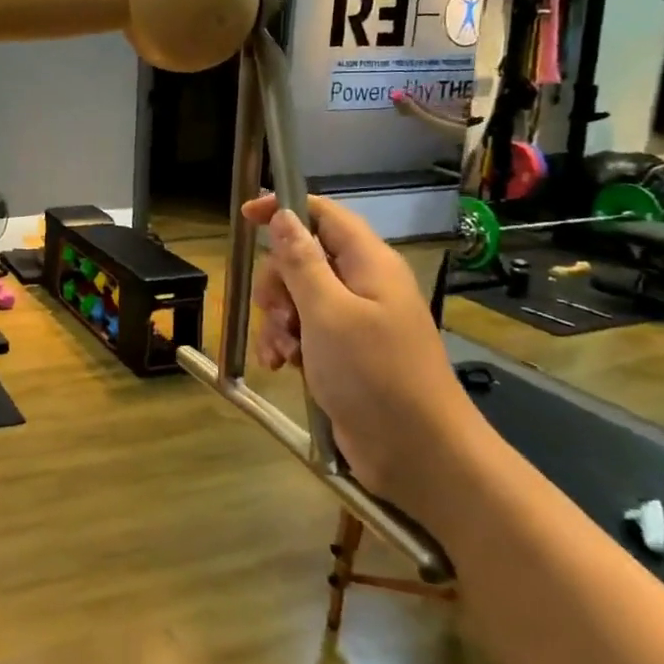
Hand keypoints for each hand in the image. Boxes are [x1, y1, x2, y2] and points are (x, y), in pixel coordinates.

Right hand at [241, 194, 491, 524]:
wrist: (418, 455)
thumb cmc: (375, 375)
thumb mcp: (328, 313)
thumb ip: (301, 262)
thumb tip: (282, 214)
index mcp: (368, 264)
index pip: (323, 213)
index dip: (284, 208)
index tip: (246, 216)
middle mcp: (361, 285)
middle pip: (302, 258)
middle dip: (277, 284)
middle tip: (277, 313)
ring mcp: (353, 321)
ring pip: (296, 298)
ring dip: (277, 321)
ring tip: (281, 352)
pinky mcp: (343, 353)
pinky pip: (302, 332)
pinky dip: (286, 344)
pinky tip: (281, 366)